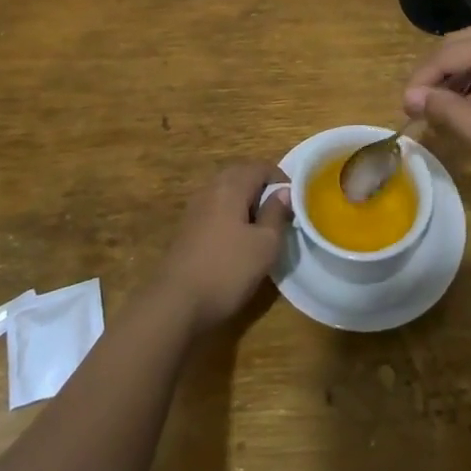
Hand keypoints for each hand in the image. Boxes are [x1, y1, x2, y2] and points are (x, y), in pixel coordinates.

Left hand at [152, 162, 291, 332]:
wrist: (175, 303)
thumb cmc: (227, 270)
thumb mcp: (265, 245)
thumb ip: (276, 214)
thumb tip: (284, 193)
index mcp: (231, 186)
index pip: (261, 167)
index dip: (281, 179)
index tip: (295, 201)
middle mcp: (210, 189)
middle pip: (241, 175)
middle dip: (263, 188)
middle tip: (280, 211)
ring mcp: (195, 208)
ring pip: (227, 192)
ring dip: (246, 202)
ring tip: (262, 226)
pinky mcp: (187, 228)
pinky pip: (215, 209)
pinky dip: (231, 215)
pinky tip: (238, 240)